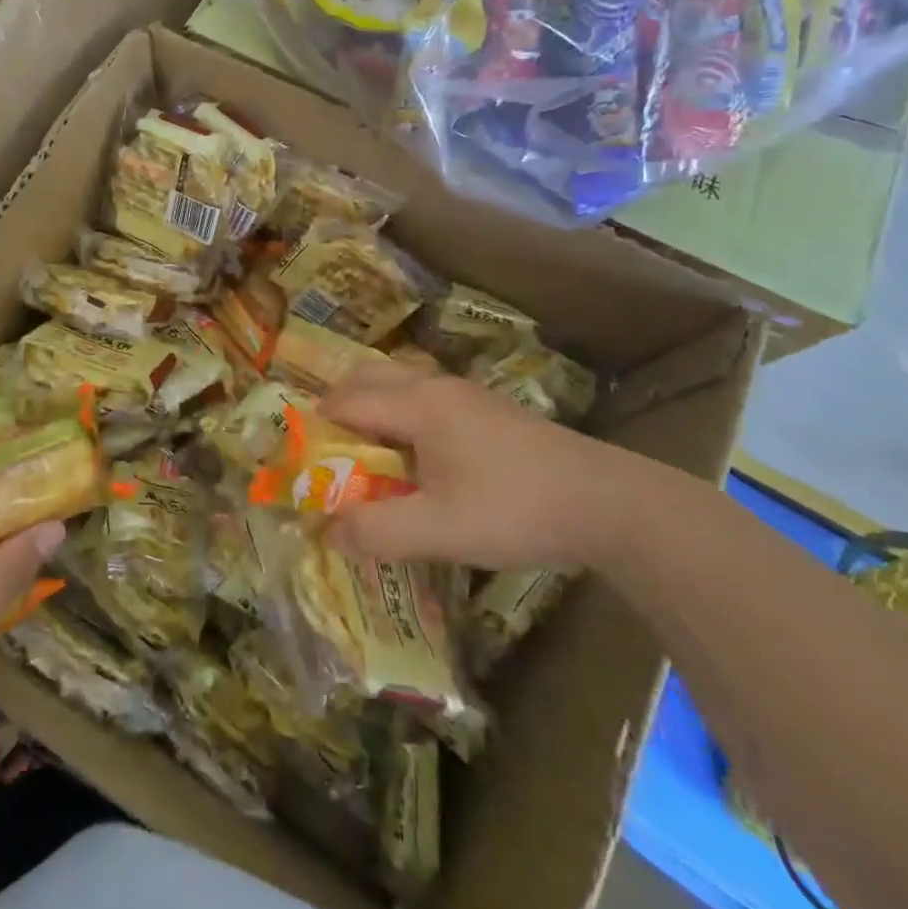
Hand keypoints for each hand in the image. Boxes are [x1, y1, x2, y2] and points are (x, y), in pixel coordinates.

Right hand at [319, 361, 640, 571]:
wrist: (605, 501)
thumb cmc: (514, 509)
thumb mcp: (439, 530)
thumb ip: (377, 530)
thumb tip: (328, 530)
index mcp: (417, 404)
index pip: (346, 402)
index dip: (316, 429)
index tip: (302, 462)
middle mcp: (434, 386)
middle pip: (366, 378)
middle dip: (338, 410)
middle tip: (329, 456)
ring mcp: (464, 393)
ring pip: (397, 384)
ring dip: (371, 411)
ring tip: (367, 460)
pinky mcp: (485, 409)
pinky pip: (422, 398)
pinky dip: (399, 417)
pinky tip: (415, 461)